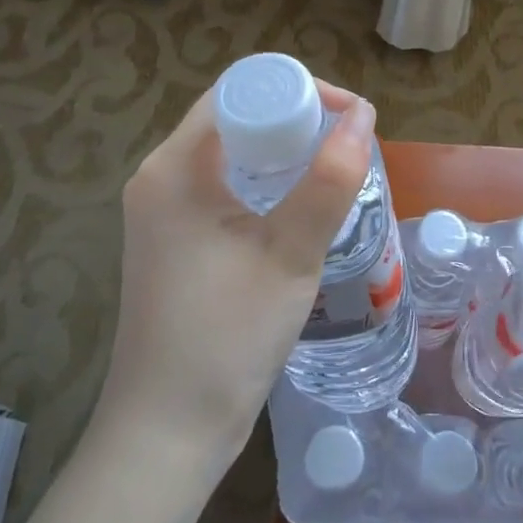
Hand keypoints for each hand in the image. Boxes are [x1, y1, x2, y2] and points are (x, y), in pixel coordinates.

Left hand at [96, 81, 375, 473]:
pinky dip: (265, 183)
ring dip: (283, 153)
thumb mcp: (290, 253)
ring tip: (334, 171)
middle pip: (234, 118)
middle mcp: (160, 177)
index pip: (239, 92)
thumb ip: (330, 179)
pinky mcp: (174, 241)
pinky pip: (224, 187)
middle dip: (295, 120)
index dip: (298, 90)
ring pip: (232, 154)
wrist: (168, 432)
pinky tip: (299, 207)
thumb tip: (363, 115)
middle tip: (347, 146)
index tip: (348, 117)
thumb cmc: (227, 336)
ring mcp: (162, 211)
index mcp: (175, 166)